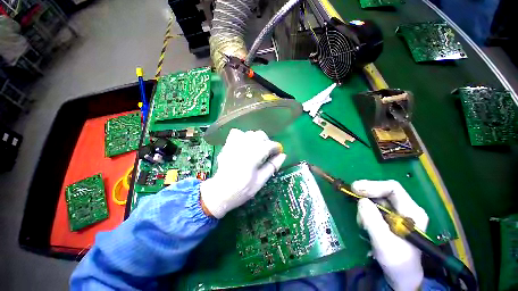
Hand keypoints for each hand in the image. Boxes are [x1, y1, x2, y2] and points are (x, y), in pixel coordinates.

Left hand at [200, 129, 285, 218]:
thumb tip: (283, 155)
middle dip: (267, 142)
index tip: (278, 153)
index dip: (276, 147)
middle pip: (260, 135)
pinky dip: (243, 136)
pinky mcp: (227, 145)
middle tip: (267, 153)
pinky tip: (244, 144)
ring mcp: (234, 144)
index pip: (269, 145)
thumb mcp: (260, 181)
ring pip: (250, 133)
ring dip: (256, 139)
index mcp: (253, 156)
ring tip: (256, 149)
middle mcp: (244, 146)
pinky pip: (237, 133)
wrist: (220, 192)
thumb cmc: (242, 190)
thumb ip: (272, 166)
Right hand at [352, 180, 428, 290]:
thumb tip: (361, 201)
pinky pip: (374, 207)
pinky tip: (363, 222)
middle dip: (366, 195)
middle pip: (383, 192)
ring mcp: (398, 213)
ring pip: (376, 199)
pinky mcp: (389, 218)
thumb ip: (372, 221)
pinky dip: (365, 211)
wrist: (401, 276)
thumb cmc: (397, 262)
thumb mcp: (384, 243)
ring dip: (364, 206)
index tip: (354, 188)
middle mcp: (406, 208)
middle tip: (350, 196)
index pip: (393, 188)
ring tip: (361, 221)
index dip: (372, 185)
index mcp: (412, 212)